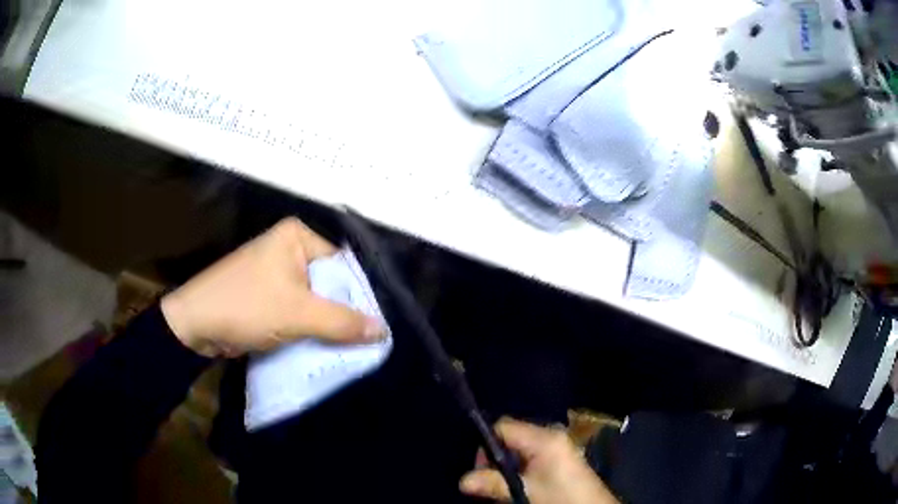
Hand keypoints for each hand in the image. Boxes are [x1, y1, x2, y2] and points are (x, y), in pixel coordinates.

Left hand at [160, 217, 384, 357]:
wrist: (195, 325)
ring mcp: (276, 272)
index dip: (359, 296)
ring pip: (314, 300)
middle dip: (343, 313)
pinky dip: (309, 328)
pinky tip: (323, 346)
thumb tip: (383, 330)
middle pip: (328, 284)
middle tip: (366, 341)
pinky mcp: (267, 295)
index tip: (375, 325)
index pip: (342, 265)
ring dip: (326, 324)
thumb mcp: (298, 314)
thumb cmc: (246, 306)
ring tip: (349, 347)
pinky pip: (298, 310)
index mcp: (296, 236)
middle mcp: (288, 249)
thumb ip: (342, 322)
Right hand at [460, 418, 617, 503]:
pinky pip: (531, 457)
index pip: (504, 427)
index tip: (479, 468)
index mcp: (544, 438)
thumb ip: (495, 484)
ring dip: (507, 467)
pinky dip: (520, 469)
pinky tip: (518, 485)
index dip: (486, 444)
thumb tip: (462, 481)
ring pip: (519, 450)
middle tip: (487, 480)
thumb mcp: (526, 492)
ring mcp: (557, 447)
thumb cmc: (561, 497)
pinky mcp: (560, 458)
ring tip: (500, 485)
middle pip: (511, 438)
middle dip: (495, 458)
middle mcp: (551, 436)